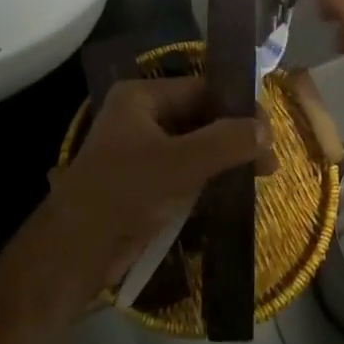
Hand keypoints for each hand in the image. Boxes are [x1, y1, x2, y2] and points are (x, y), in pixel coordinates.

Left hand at [44, 77, 264, 301]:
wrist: (74, 254)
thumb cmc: (125, 194)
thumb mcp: (181, 164)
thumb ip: (226, 141)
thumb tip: (266, 129)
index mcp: (142, 97)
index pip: (202, 89)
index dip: (237, 107)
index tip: (269, 132)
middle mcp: (140, 116)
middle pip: (199, 116)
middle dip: (234, 136)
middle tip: (269, 162)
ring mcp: (140, 151)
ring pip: (194, 145)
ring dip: (224, 159)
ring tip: (260, 177)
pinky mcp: (143, 183)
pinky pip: (184, 171)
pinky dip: (208, 178)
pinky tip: (233, 192)